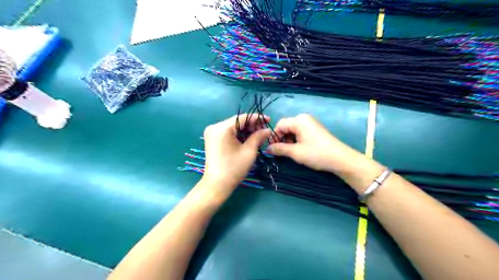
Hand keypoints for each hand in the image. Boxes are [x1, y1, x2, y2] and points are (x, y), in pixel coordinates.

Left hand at [202, 112, 271, 196]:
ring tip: (258, 135)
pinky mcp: (212, 139)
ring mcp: (212, 133)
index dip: (257, 118)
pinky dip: (238, 135)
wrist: (217, 185)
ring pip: (233, 127)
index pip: (242, 117)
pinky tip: (248, 139)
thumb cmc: (234, 168)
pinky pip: (228, 132)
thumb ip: (258, 137)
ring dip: (245, 130)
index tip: (269, 120)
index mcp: (222, 128)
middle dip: (251, 125)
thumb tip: (267, 130)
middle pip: (237, 121)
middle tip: (264, 130)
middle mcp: (215, 127)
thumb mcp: (249, 151)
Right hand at [267, 113, 365, 173]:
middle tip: (281, 152)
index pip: (280, 125)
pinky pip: (300, 132)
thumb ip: (279, 149)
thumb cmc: (316, 153)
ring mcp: (311, 123)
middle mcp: (304, 118)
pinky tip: (298, 149)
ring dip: (288, 140)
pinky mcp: (315, 129)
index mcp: (298, 120)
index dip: (274, 137)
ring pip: (293, 130)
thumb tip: (267, 149)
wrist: (340, 159)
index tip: (272, 149)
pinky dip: (296, 140)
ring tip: (290, 152)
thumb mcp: (295, 152)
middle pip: (286, 126)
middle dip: (281, 139)